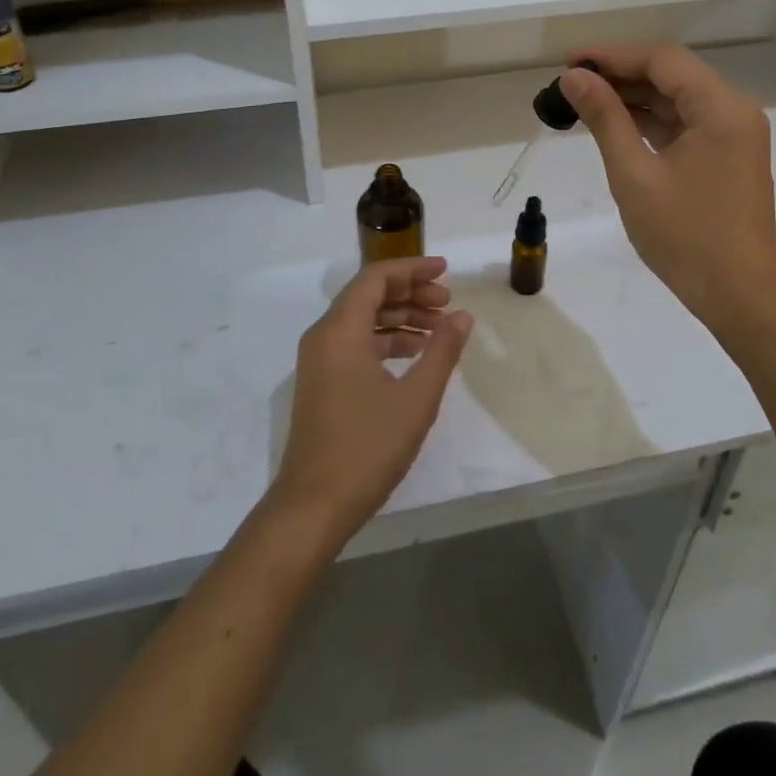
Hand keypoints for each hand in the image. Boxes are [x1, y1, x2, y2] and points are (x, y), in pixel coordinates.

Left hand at [270, 257, 471, 541]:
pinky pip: (355, 343)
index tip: (446, 271)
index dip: (412, 269)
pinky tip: (414, 356)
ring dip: (400, 318)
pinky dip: (386, 341)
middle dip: (410, 293)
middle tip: (448, 304)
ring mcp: (318, 360)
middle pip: (368, 295)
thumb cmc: (367, 447)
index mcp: (340, 330)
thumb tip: (462, 316)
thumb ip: (442, 351)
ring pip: (362, 320)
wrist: (313, 506)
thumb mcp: (416, 399)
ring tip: (439, 330)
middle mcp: (324, 335)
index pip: (376, 277)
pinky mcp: (321, 382)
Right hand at [560, 46, 775, 338]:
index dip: (612, 55)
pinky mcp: (728, 156)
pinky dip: (650, 121)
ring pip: (677, 99)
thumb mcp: (634, 174)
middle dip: (620, 75)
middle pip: (671, 75)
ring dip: (633, 98)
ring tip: (583, 101)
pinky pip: (685, 123)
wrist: (740, 296)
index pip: (662, 60)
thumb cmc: (685, 236)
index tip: (569, 62)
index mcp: (720, 108)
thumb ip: (604, 118)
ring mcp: (734, 134)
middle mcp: (734, 110)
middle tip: (570, 83)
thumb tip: (573, 77)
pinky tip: (615, 125)